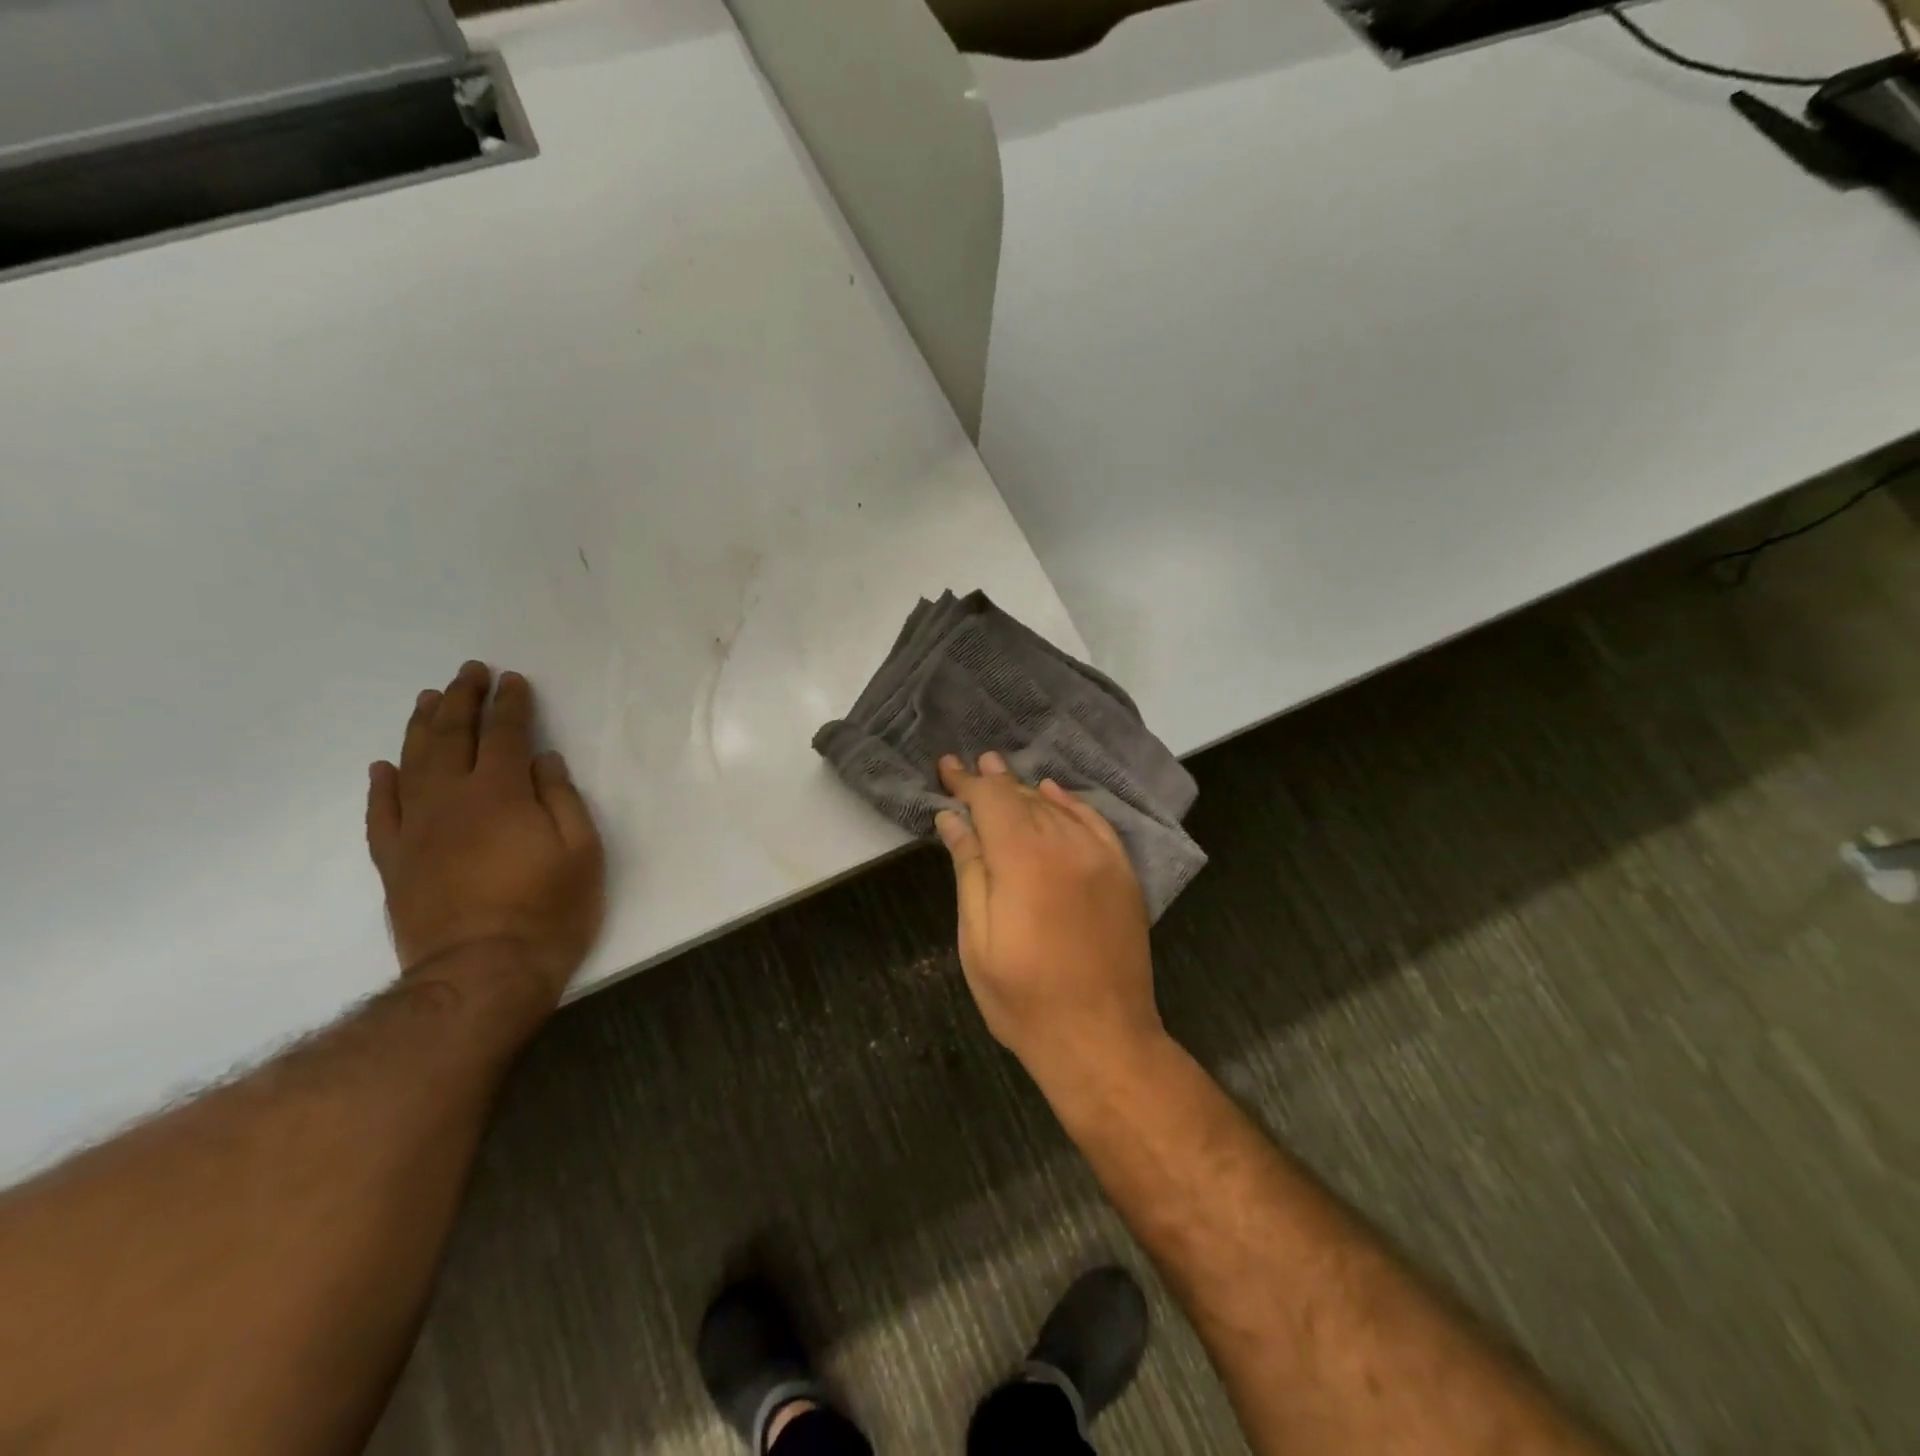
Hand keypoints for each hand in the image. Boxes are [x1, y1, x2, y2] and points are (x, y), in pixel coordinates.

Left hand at [366, 662, 604, 1003]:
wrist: (483, 973)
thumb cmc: (549, 909)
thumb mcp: (581, 851)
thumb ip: (561, 798)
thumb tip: (543, 761)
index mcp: (500, 793)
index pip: (504, 734)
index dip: (510, 704)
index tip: (513, 680)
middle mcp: (450, 800)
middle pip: (451, 736)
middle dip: (463, 699)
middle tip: (469, 672)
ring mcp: (415, 830)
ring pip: (412, 764)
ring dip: (421, 727)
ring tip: (428, 699)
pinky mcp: (394, 862)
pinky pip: (381, 814)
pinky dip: (381, 786)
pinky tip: (383, 767)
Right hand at [935, 752, 1163, 1080]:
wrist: (1102, 1039)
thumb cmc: (1025, 998)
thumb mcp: (978, 939)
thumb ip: (970, 869)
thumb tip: (953, 819)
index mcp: (1025, 859)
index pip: (991, 800)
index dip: (967, 782)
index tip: (946, 767)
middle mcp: (1067, 845)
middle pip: (1024, 798)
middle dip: (992, 781)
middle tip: (969, 766)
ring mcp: (1101, 857)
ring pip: (1056, 807)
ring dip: (1026, 789)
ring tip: (1000, 773)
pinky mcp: (1123, 874)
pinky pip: (1094, 822)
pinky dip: (1070, 803)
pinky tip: (1053, 793)